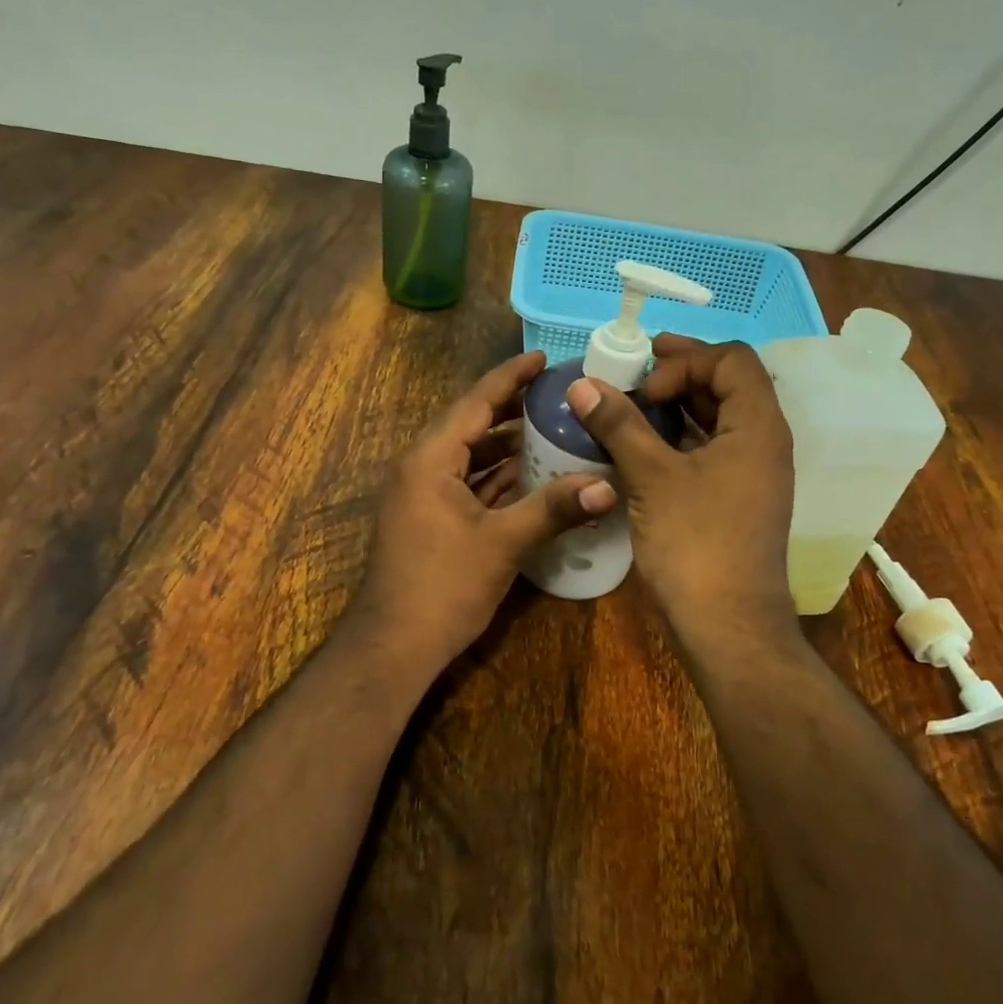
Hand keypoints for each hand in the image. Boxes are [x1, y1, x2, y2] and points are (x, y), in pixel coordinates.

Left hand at [350, 351, 617, 676]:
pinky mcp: (430, 519)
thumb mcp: (502, 544)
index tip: (542, 356)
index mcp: (430, 459)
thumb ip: (553, 509)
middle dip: (512, 408)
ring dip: (507, 445)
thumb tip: (609, 486)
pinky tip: (532, 475)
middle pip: (472, 425)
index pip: (475, 402)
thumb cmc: (442, 586)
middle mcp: (421, 467)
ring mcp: (423, 495)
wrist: (393, 646)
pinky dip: (497, 477)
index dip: (509, 377)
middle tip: (557, 393)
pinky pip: (468, 484)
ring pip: (470, 457)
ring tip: (553, 427)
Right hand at [564, 335, 794, 642]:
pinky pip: (709, 450)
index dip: (685, 360)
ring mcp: (752, 474)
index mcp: (758, 426)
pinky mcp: (736, 499)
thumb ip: (619, 425)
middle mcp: (763, 442)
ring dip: (676, 406)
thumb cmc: (695, 543)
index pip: (731, 359)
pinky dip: (678, 438)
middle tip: (630, 376)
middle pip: (727, 385)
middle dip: (678, 374)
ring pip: (716, 419)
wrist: (727, 625)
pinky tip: (640, 446)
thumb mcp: (652, 477)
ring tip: (629, 406)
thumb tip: (583, 384)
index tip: (644, 386)